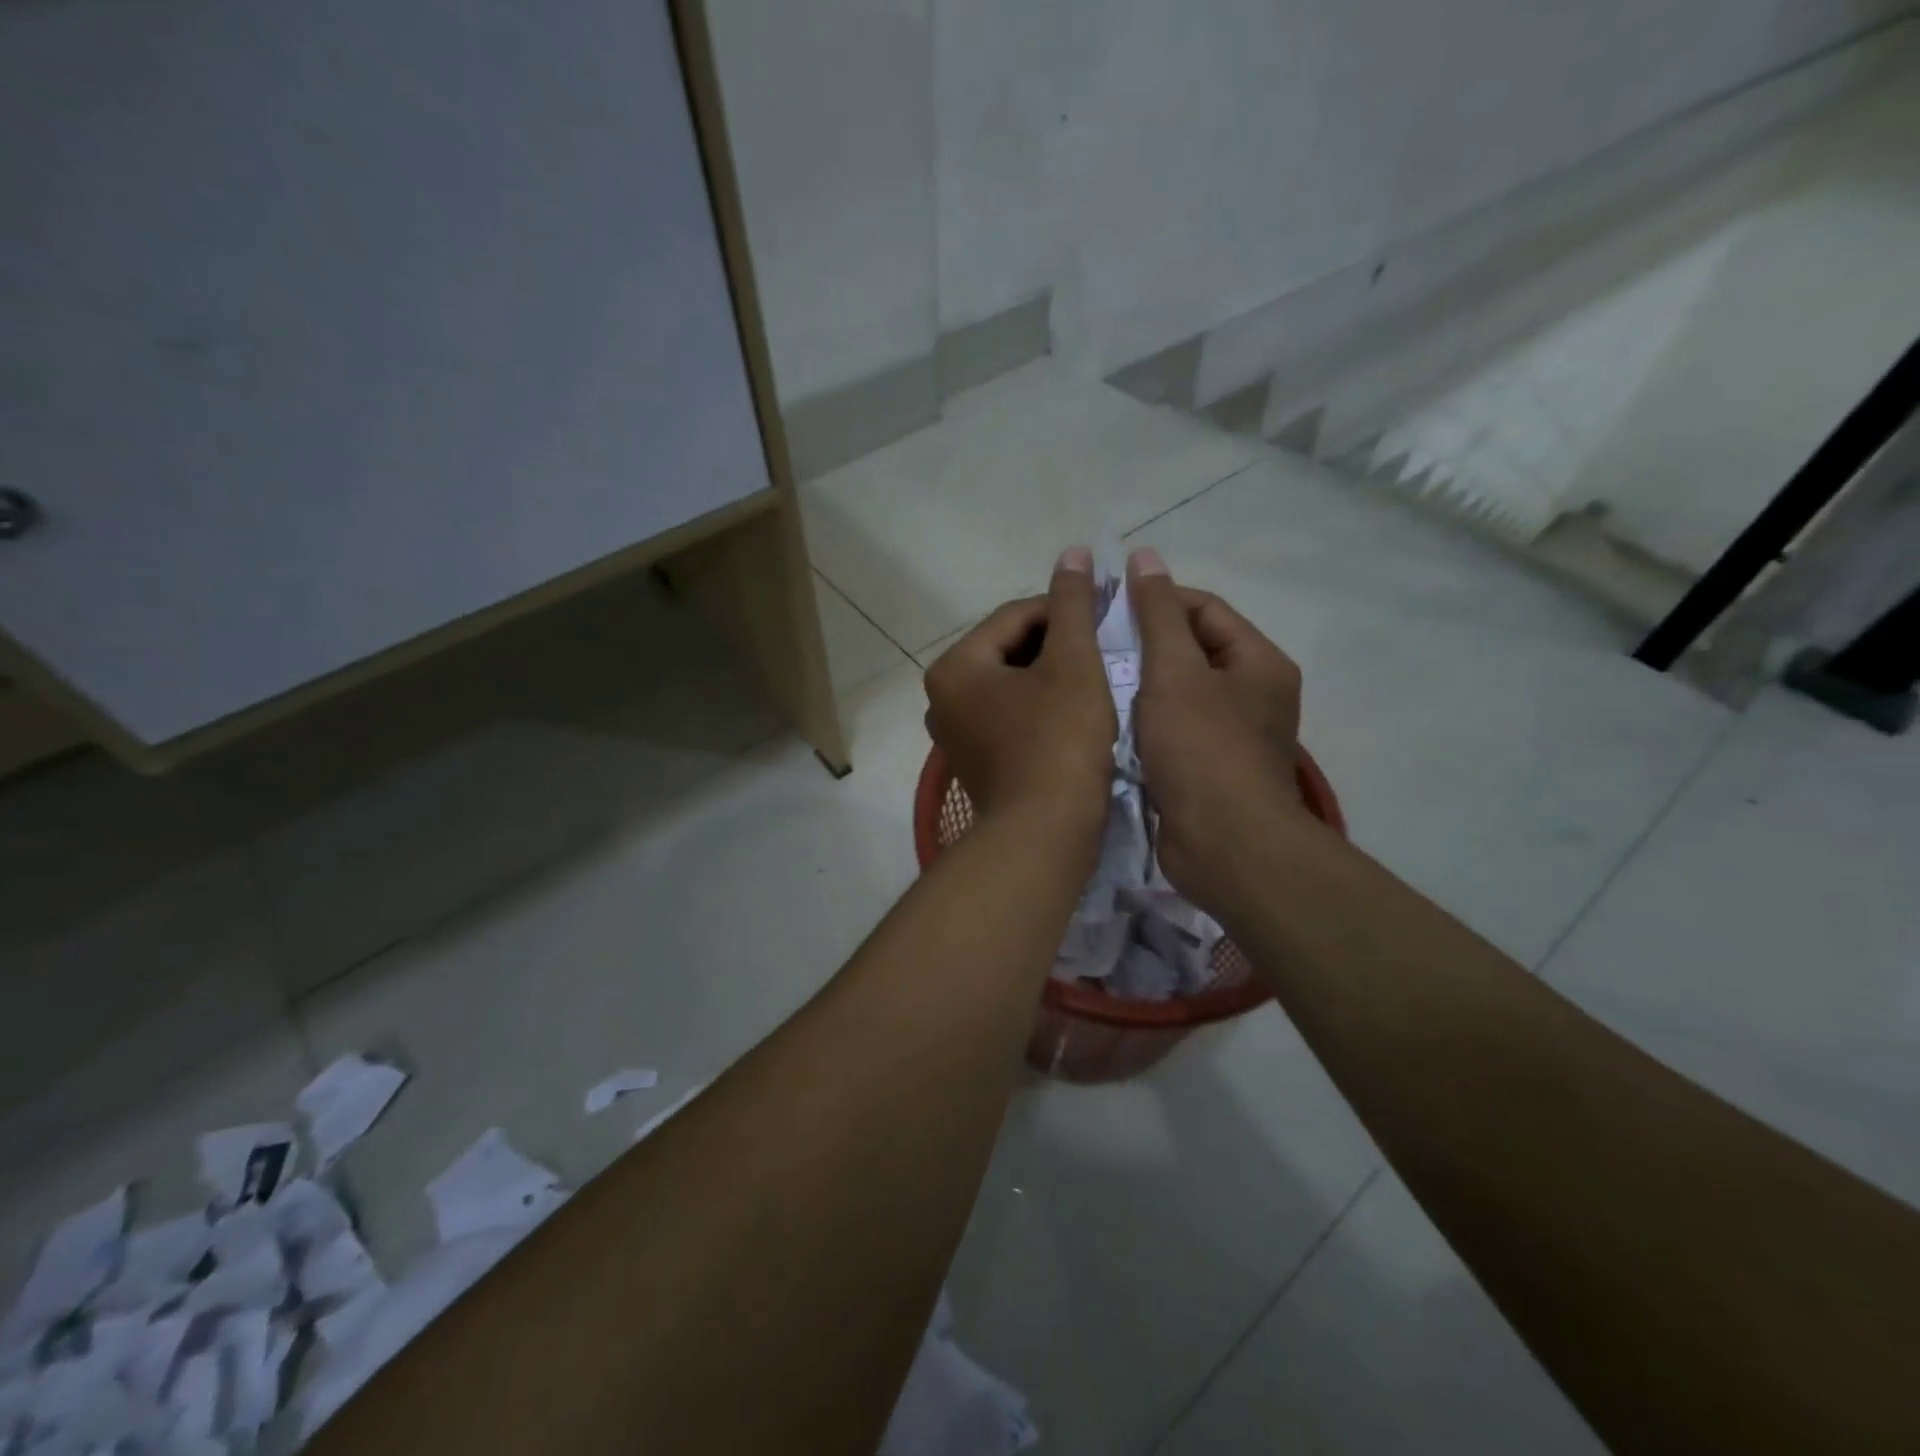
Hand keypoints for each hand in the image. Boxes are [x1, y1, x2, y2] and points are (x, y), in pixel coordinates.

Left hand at [924, 548, 1116, 838]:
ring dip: (1051, 676)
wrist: (1045, 834)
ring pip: (1011, 684)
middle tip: (1103, 649)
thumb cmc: (1059, 742)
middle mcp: (942, 697)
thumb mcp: (1073, 664)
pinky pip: (1009, 716)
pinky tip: (1074, 713)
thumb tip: (1073, 552)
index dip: (1063, 609)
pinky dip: (1040, 707)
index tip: (1105, 614)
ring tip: (1095, 678)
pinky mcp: (975, 762)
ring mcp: (955, 734)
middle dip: (1057, 644)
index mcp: (955, 667)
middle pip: (1009, 650)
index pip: (1014, 617)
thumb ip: (1072, 605)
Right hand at [1126, 547, 1307, 911]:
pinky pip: (1172, 730)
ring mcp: (1232, 735)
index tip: (1105, 608)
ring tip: (1092, 681)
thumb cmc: (1202, 749)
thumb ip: (1157, 614)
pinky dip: (1143, 722)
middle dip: (1142, 645)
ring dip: (1139, 685)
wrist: (1224, 845)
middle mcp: (1252, 694)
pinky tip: (1108, 723)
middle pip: (1191, 651)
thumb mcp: (1174, 671)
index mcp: (1257, 662)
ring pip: (1177, 693)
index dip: (1155, 600)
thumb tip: (1144, 556)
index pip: (1203, 609)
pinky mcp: (1209, 769)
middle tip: (1091, 646)